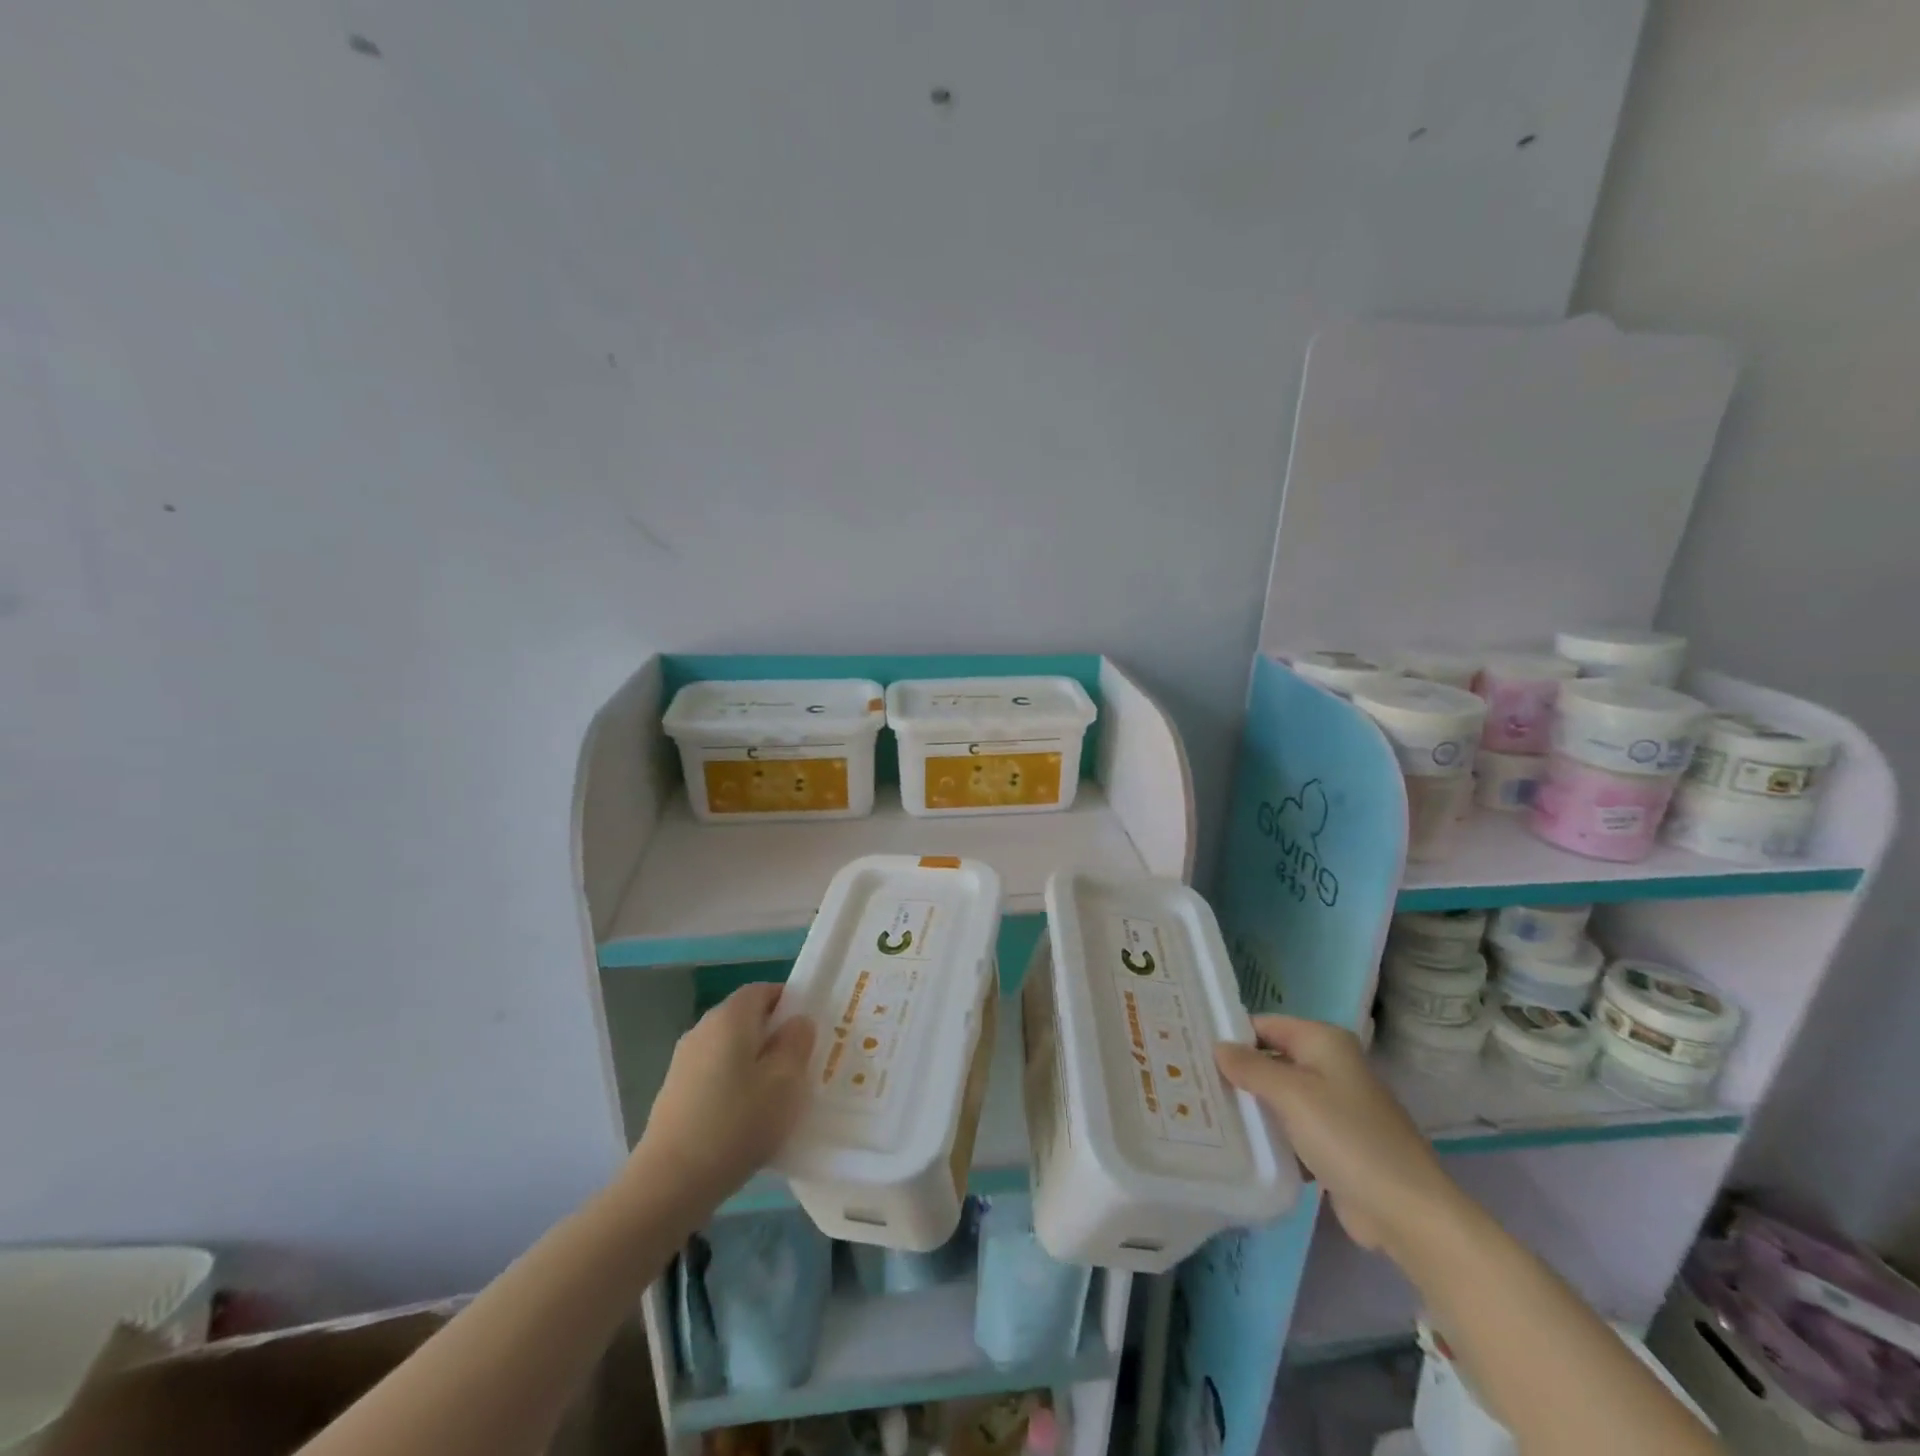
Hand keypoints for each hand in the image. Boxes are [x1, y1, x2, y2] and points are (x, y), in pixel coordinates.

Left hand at [635, 983, 815, 1211]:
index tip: (809, 1031)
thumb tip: (797, 1021)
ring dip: (755, 1064)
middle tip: (801, 1066)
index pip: (763, 990)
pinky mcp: (675, 1092)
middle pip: (746, 1019)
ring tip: (776, 1098)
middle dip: (774, 1036)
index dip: (789, 1002)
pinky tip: (745, 1120)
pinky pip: (715, 1074)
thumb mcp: (785, 1082)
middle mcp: (703, 1029)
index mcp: (730, 1016)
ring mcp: (683, 1061)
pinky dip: (734, 1085)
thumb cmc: (737, 1123)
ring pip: (731, 1049)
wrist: (669, 1183)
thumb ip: (797, 1043)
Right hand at [1215, 1015, 1465, 1254]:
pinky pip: (1291, 1127)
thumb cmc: (1347, 1138)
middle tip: (1189, 1080)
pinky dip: (1269, 1132)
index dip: (1231, 1034)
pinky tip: (1237, 1141)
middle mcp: (1329, 1065)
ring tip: (1202, 1107)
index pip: (1264, 1025)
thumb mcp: (1291, 1095)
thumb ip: (1250, 1067)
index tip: (1191, 1047)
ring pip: (1278, 1095)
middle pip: (1271, 1058)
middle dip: (1236, 1071)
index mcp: (1324, 1041)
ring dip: (1250, 1104)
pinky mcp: (1333, 1142)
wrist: (1407, 1212)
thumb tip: (1218, 1047)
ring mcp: (1333, 1105)